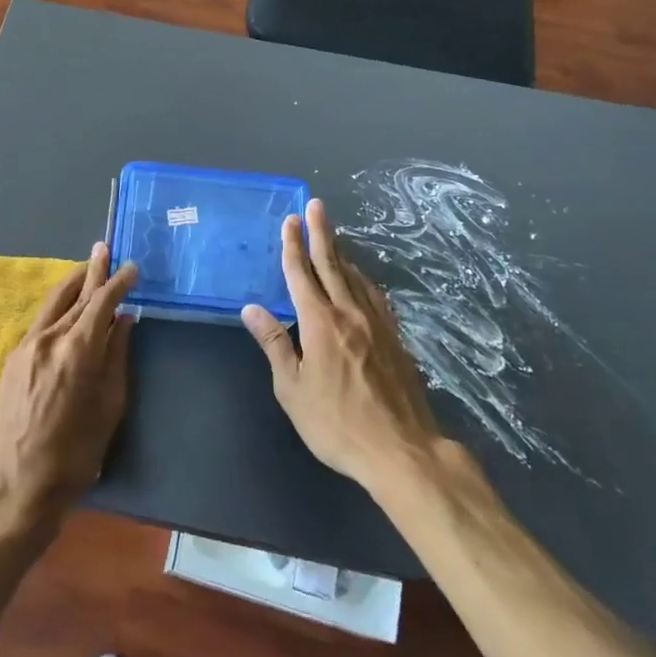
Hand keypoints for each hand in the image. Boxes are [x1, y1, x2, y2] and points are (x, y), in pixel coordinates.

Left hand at [0, 244, 137, 534]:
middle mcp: (50, 337)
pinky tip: (67, 307)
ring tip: (88, 267)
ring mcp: (27, 346)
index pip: (102, 301)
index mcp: (78, 350)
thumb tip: (125, 321)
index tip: (132, 267)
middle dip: (94, 270)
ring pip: (54, 302)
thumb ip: (118, 358)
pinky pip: (41, 321)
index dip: (118, 281)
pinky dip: (58, 306)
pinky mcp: (13, 358)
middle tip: (105, 248)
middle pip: (76, 294)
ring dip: (73, 283)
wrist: (17, 487)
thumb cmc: (75, 455)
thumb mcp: (110, 408)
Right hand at [242, 200, 454, 495]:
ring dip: (341, 252)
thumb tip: (252, 308)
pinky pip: (375, 296)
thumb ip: (275, 344)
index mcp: (320, 323)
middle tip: (316, 205)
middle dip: (320, 233)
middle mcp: (349, 313)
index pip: (301, 275)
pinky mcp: (395, 338)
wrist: (402, 450)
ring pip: (355, 277)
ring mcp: (377, 324)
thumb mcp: (293, 390)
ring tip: (333, 235)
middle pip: (331, 264)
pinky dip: (363, 279)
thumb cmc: (338, 424)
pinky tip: (363, 280)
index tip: (289, 220)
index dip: (293, 246)